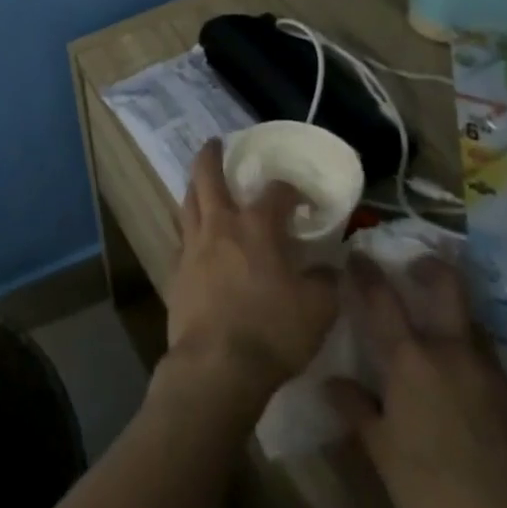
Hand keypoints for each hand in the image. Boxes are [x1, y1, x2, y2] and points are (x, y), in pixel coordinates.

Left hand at [163, 138, 337, 403]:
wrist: (217, 364)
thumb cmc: (273, 332)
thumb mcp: (319, 310)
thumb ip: (327, 281)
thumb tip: (331, 266)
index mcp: (257, 227)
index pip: (276, 191)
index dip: (291, 190)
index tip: (302, 200)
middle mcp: (220, 225)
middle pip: (207, 176)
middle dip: (211, 155)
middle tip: (215, 143)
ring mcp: (192, 245)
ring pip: (188, 201)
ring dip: (195, 186)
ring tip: (200, 182)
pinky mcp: (176, 269)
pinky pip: (181, 237)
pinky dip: (189, 228)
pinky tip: (195, 237)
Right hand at [327, 256, 506, 507]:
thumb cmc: (431, 492)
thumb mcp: (380, 451)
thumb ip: (356, 408)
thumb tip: (333, 382)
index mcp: (411, 359)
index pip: (381, 298)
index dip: (366, 272)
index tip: (357, 254)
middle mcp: (454, 354)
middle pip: (447, 288)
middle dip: (431, 268)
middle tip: (417, 265)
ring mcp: (495, 377)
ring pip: (474, 327)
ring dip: (456, 319)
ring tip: (440, 334)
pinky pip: (492, 367)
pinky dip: (474, 364)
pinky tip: (468, 390)